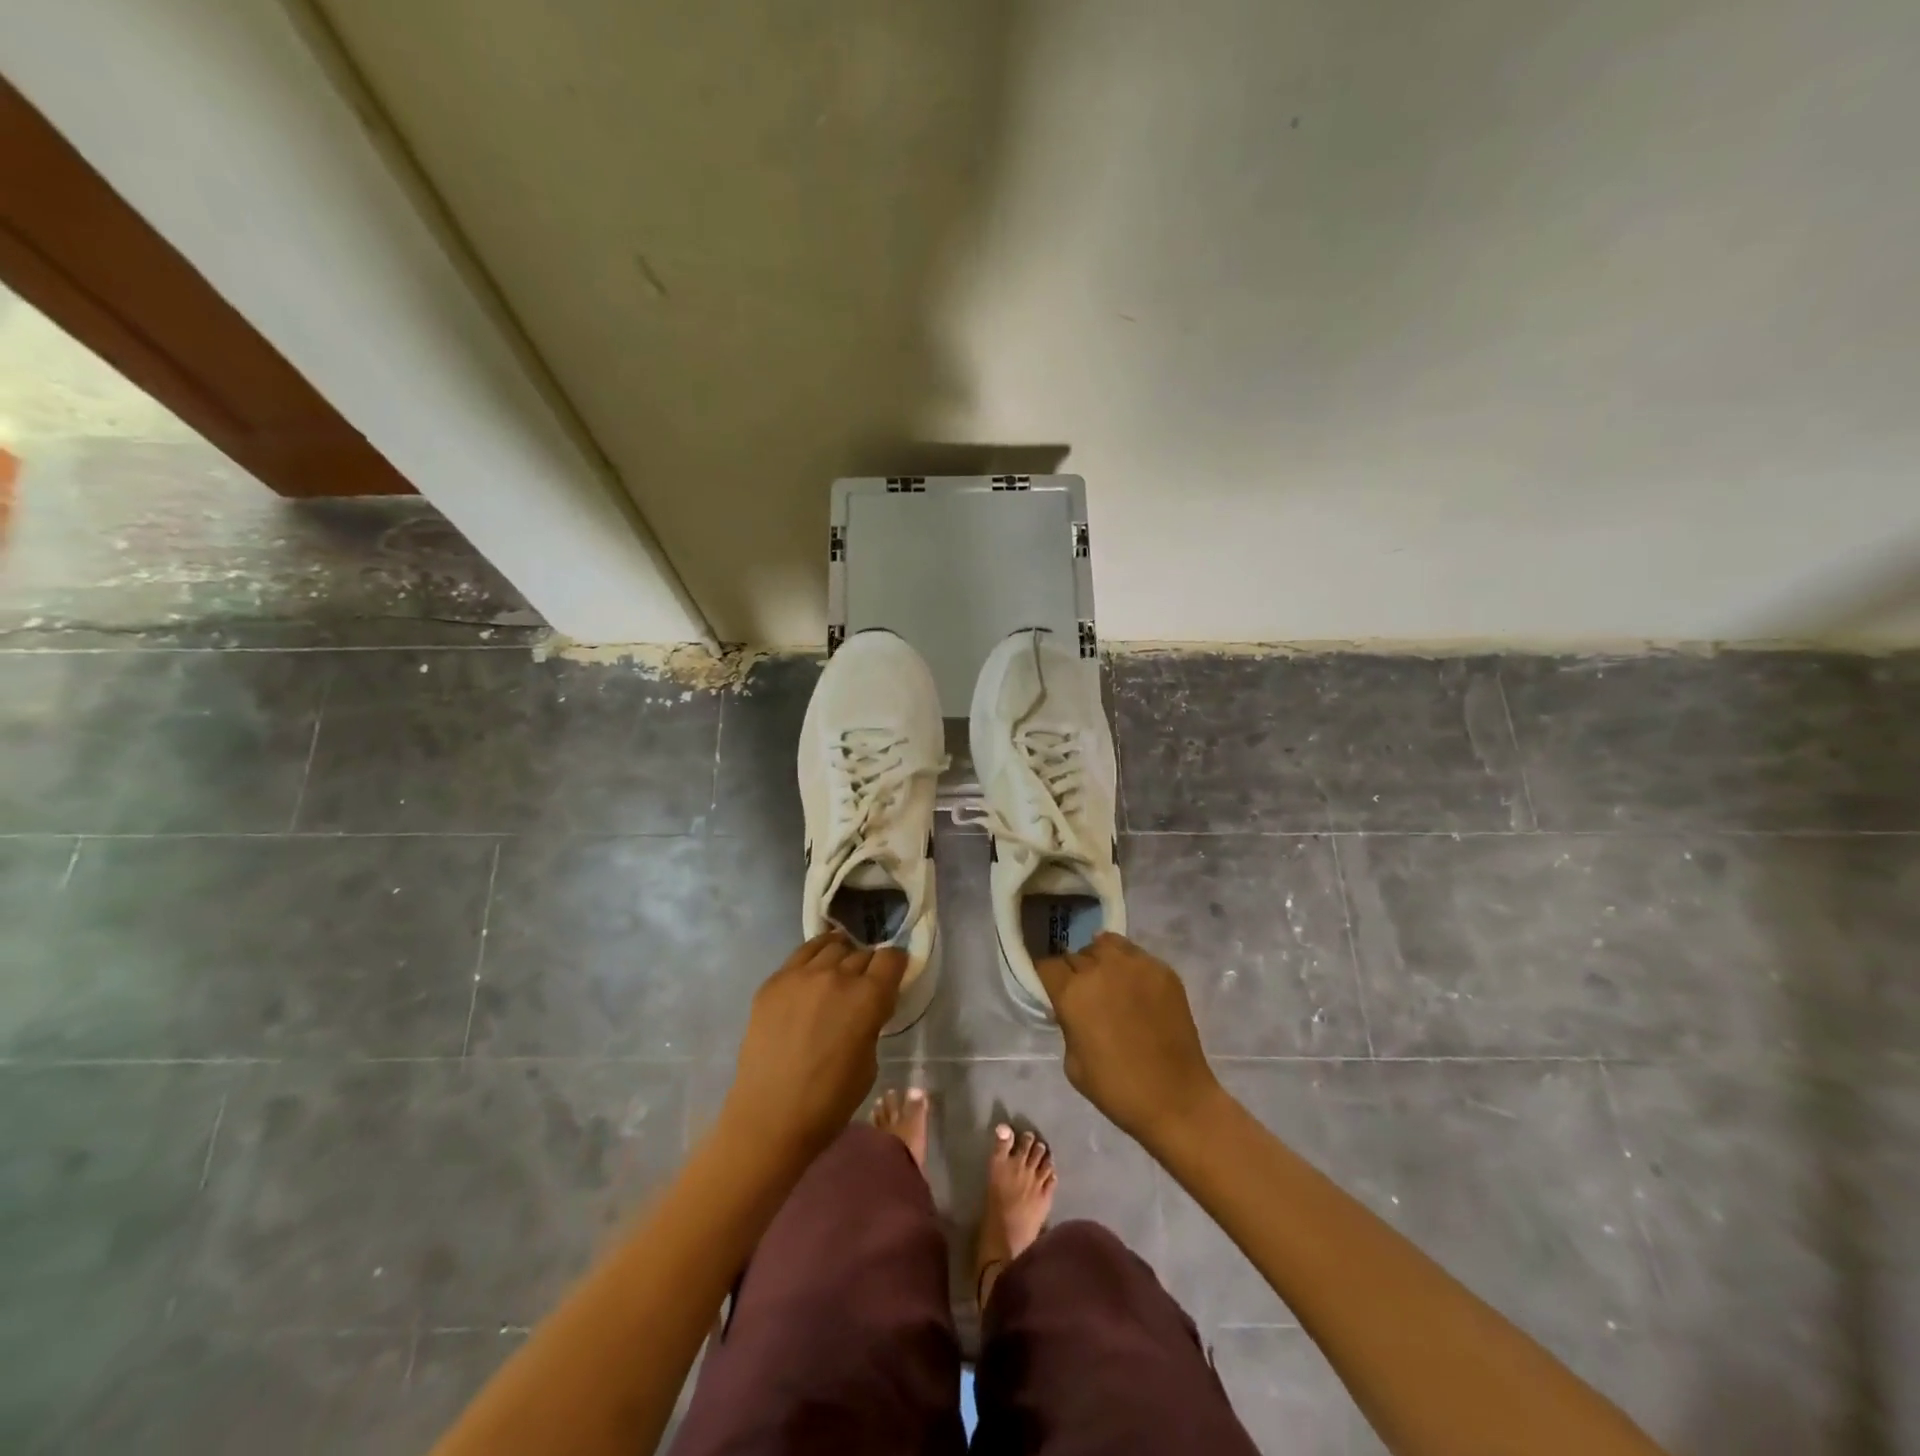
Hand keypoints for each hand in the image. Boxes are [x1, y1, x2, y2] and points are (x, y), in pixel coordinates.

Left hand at [720, 932, 905, 1156]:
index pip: (892, 958)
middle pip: (862, 952)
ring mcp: (801, 975)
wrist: (769, 1118)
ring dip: (841, 957)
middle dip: (868, 966)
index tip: (892, 978)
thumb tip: (867, 1007)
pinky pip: (801, 955)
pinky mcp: (774, 981)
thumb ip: (871, 1022)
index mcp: (868, 997)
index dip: (895, 966)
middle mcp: (837, 975)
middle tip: (862, 987)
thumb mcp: (869, 1062)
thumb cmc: (829, 1102)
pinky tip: (811, 977)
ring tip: (836, 974)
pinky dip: (813, 959)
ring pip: (832, 945)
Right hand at [1035, 933, 1223, 1148]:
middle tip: (1083, 994)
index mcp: (1073, 992)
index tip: (1051, 990)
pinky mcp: (1163, 970)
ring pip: (1106, 944)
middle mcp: (1101, 968)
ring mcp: (1136, 965)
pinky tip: (1135, 989)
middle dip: (1074, 972)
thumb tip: (1070, 1008)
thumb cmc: (1116, 1088)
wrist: (1176, 1099)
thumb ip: (1067, 1022)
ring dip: (1100, 959)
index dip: (1046, 978)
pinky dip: (1129, 966)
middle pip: (1075, 954)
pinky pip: (1136, 955)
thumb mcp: (1072, 1061)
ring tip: (1108, 981)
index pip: (1046, 965)